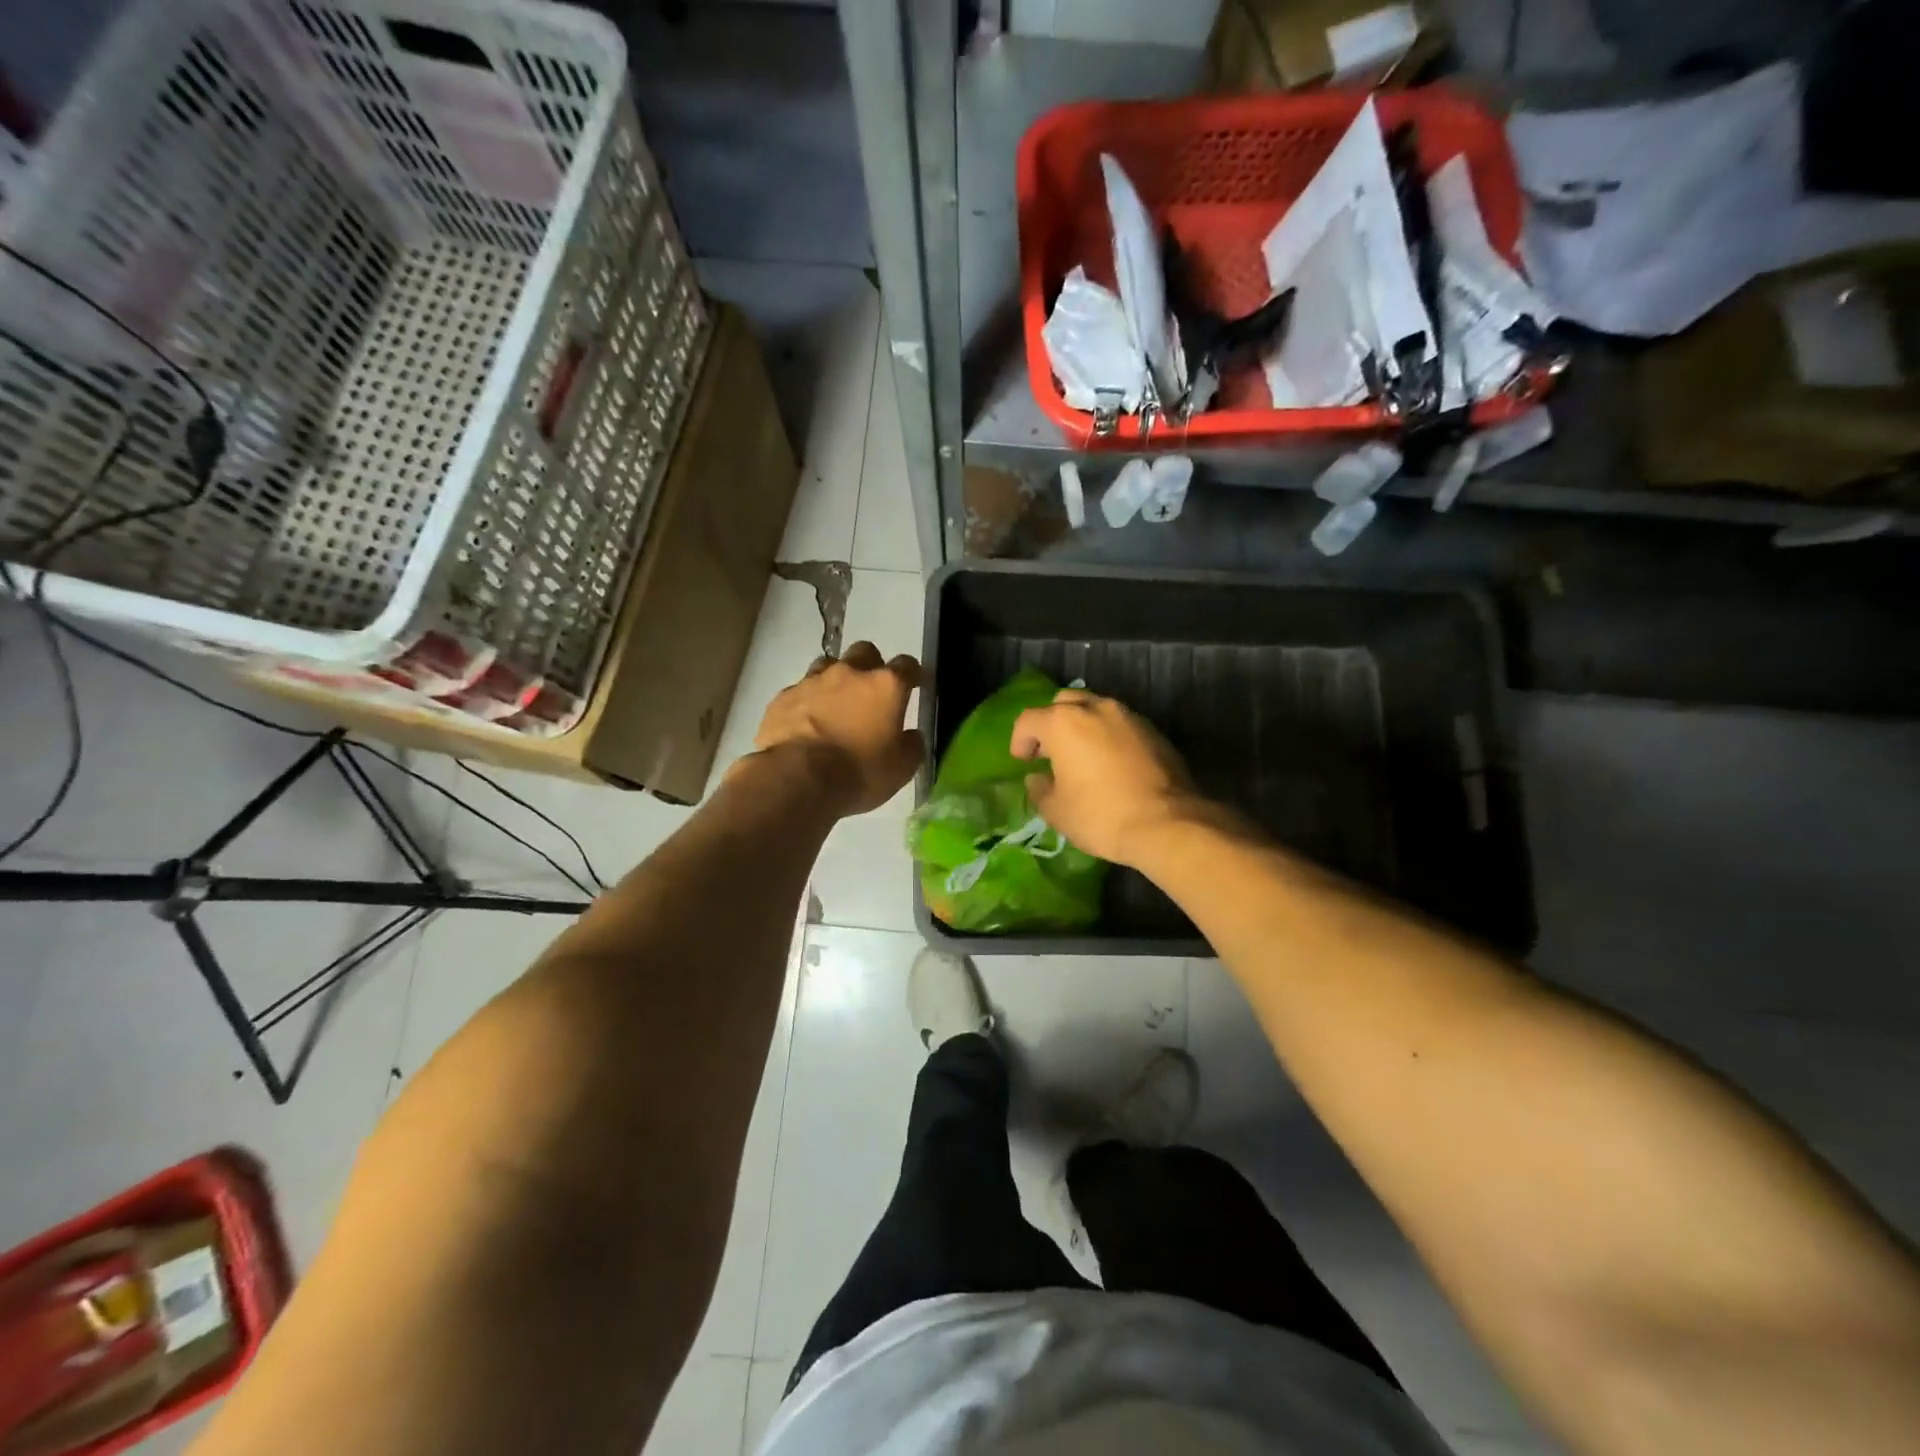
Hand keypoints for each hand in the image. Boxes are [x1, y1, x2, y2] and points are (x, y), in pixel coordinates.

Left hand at [752, 642, 922, 815]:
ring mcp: (812, 681)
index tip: (914, 685)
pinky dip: (807, 701)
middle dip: (871, 666)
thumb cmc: (858, 772)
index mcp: (885, 686)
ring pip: (828, 665)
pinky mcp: (783, 697)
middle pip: (864, 652)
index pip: (907, 665)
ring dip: (836, 679)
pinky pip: (800, 690)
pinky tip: (806, 722)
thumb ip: (911, 745)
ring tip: (835, 705)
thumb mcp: (901, 768)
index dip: (912, 674)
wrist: (796, 779)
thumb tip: (911, 735)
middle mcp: (850, 673)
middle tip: (871, 692)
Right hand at [1009, 689, 1200, 866]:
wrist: (1168, 824)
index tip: (1022, 761)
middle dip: (1051, 724)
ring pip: (1096, 710)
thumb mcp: (1057, 811)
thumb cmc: (1101, 815)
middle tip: (1050, 752)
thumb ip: (1040, 789)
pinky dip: (1108, 737)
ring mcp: (1129, 717)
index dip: (1020, 740)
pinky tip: (1109, 764)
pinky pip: (1120, 725)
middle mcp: (1096, 708)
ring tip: (1081, 757)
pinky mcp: (1153, 731)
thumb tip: (1038, 779)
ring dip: (1082, 727)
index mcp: (1064, 722)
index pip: (1029, 719)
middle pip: (1064, 703)